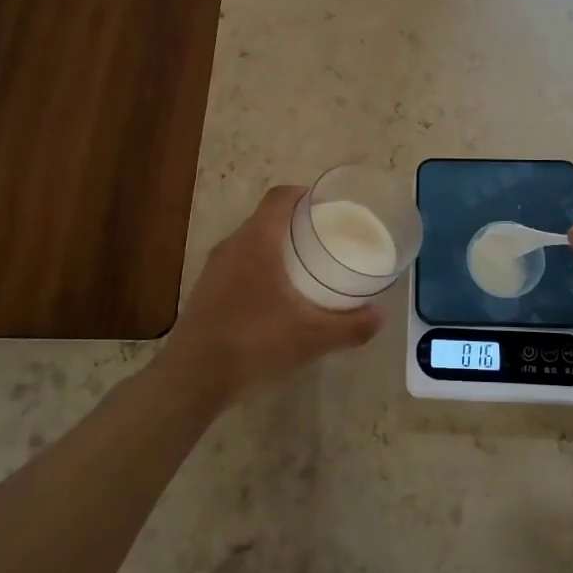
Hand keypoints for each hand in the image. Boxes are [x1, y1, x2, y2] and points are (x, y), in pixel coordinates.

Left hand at [160, 186, 381, 404]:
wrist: (192, 378)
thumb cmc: (254, 342)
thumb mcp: (312, 337)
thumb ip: (351, 326)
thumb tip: (380, 316)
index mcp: (257, 240)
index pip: (280, 197)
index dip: (304, 194)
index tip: (328, 206)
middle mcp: (232, 245)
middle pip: (266, 218)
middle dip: (295, 223)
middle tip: (325, 238)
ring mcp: (214, 269)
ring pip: (250, 243)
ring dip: (275, 247)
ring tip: (304, 267)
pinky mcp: (205, 292)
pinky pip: (238, 265)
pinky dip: (259, 268)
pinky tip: (275, 299)